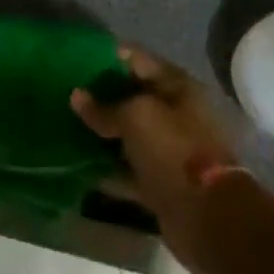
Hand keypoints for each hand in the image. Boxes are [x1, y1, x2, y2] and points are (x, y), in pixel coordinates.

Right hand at [73, 47, 236, 273]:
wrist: (208, 217)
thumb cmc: (174, 150)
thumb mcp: (135, 118)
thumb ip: (104, 107)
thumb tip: (76, 96)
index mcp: (177, 87)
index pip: (137, 59)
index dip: (107, 56)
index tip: (75, 57)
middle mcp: (176, 115)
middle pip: (132, 97)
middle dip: (101, 95)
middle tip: (65, 92)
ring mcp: (169, 151)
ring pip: (129, 135)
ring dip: (102, 133)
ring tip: (66, 125)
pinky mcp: (161, 183)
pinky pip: (128, 170)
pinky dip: (108, 169)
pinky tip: (78, 165)